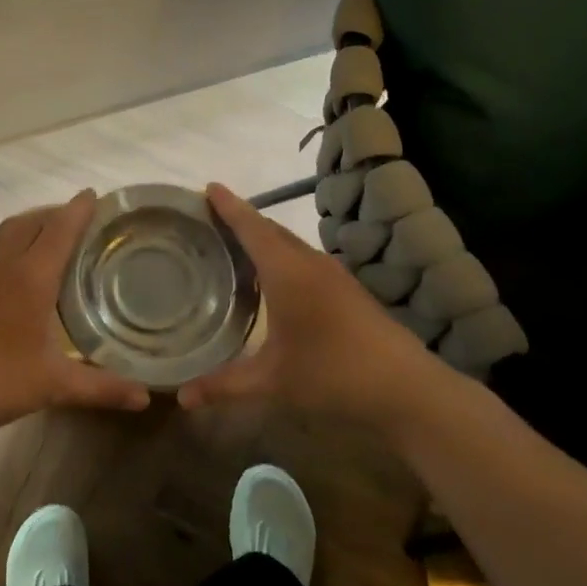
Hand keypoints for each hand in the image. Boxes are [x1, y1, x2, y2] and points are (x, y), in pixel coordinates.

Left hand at [0, 191, 151, 438]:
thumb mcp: (52, 385)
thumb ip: (101, 387)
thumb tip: (145, 399)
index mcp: (30, 276)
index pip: (60, 229)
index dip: (78, 210)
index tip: (93, 196)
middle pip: (32, 221)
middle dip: (55, 214)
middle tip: (76, 221)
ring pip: (4, 230)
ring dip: (28, 224)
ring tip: (44, 235)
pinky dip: (2, 239)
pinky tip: (3, 260)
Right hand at [175, 183, 463, 429]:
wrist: (408, 389)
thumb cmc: (334, 375)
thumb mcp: (272, 382)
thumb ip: (223, 386)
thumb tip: (179, 398)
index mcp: (288, 273)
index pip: (252, 228)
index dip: (229, 207)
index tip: (207, 187)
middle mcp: (311, 264)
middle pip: (270, 230)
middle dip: (241, 219)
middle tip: (208, 218)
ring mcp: (334, 275)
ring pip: (290, 244)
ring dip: (263, 238)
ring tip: (233, 244)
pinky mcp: (348, 290)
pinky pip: (304, 259)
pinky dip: (281, 256)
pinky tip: (272, 278)